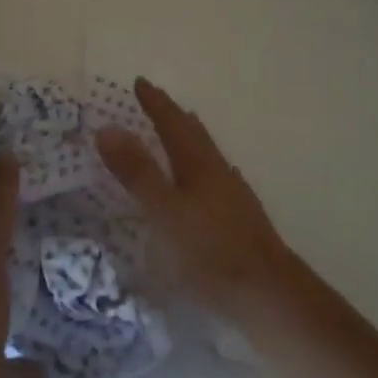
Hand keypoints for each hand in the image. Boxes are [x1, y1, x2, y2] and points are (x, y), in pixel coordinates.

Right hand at [95, 79, 295, 315]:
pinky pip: (216, 180)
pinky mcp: (241, 221)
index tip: (140, 82)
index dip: (155, 103)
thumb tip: (107, 128)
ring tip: (179, 134)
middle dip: (174, 116)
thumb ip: (137, 172)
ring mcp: (233, 197)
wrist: (271, 295)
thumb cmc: (210, 251)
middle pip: (194, 135)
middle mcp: (218, 173)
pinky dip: (201, 170)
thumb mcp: (164, 211)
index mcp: (198, 165)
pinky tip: (206, 185)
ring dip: (190, 141)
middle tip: (158, 101)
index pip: (172, 123)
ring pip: (207, 157)